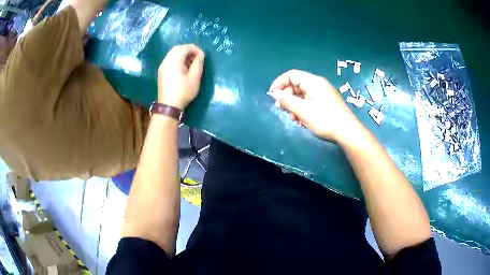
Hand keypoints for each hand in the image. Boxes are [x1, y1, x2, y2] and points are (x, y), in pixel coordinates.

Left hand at [158, 44, 204, 108]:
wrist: (169, 106)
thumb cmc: (183, 91)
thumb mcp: (195, 77)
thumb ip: (198, 63)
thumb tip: (201, 54)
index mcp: (174, 60)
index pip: (185, 47)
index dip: (196, 49)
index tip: (203, 57)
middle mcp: (166, 60)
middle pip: (178, 49)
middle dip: (189, 51)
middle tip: (197, 59)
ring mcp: (162, 66)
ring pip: (173, 54)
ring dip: (183, 55)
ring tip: (191, 64)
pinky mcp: (162, 72)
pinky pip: (170, 60)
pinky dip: (177, 60)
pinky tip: (183, 69)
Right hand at [268, 70, 360, 141]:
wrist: (347, 132)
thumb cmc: (325, 119)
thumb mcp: (303, 111)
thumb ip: (287, 101)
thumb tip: (275, 94)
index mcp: (313, 82)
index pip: (292, 75)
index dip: (279, 83)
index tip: (272, 95)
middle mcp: (318, 85)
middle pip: (296, 85)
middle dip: (287, 97)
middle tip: (282, 110)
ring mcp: (323, 94)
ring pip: (302, 95)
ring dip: (294, 105)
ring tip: (294, 119)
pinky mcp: (325, 102)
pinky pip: (309, 101)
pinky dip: (303, 109)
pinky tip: (302, 120)